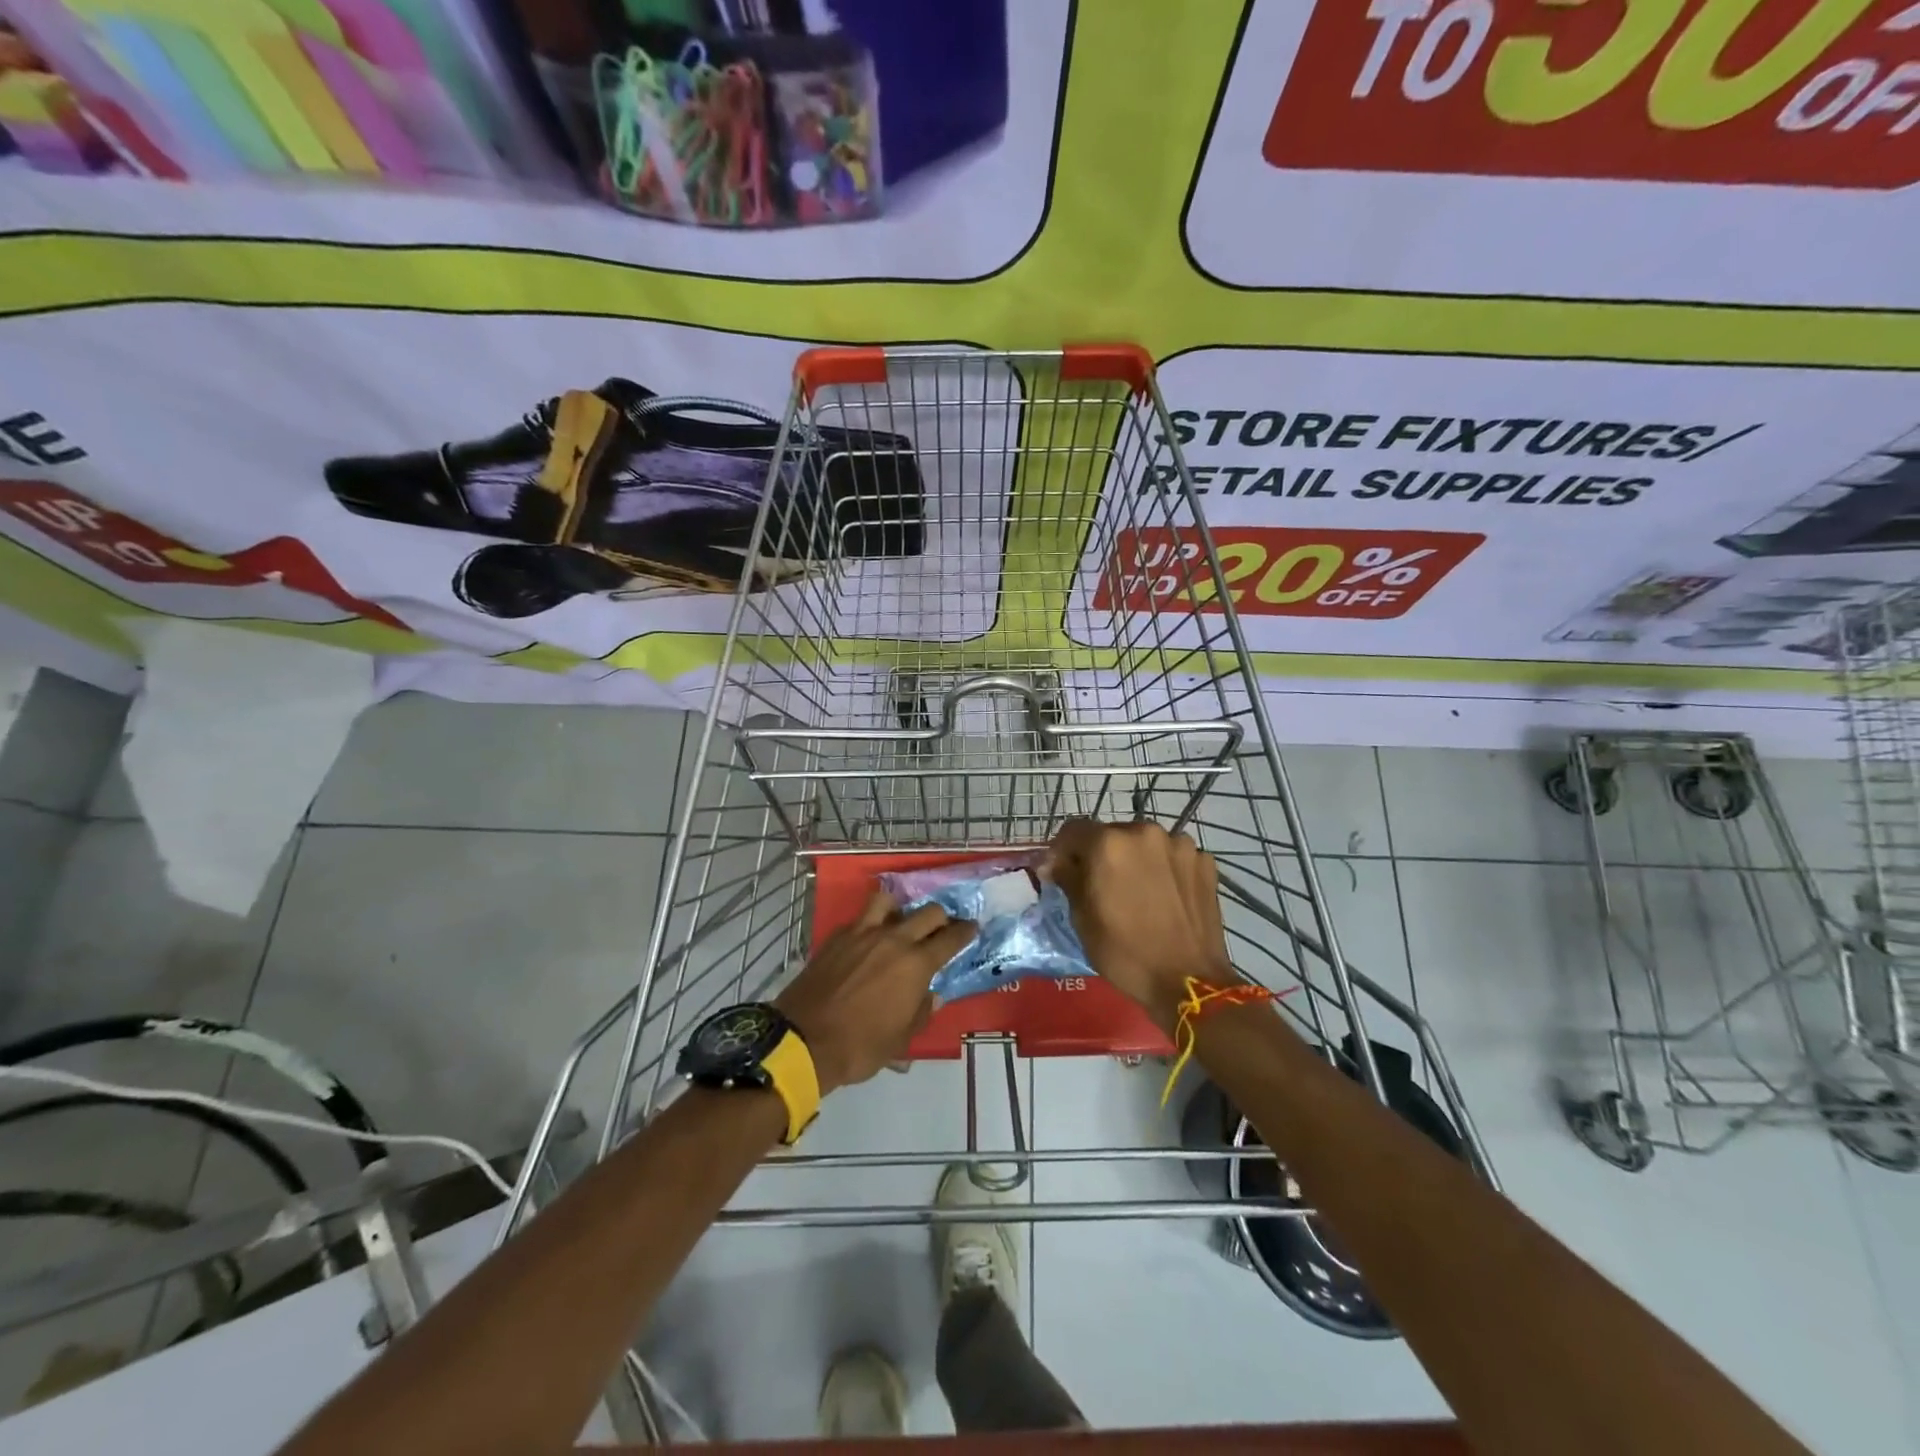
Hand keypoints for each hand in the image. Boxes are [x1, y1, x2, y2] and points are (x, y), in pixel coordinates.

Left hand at [774, 891, 975, 1095]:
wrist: (804, 1040)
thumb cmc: (860, 1046)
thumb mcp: (900, 1039)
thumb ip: (921, 1012)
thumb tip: (931, 996)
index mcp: (916, 964)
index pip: (950, 939)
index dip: (965, 932)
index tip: (971, 928)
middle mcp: (893, 940)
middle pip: (927, 913)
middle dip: (941, 918)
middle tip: (942, 928)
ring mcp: (863, 933)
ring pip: (889, 901)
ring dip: (901, 908)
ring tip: (901, 921)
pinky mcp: (838, 936)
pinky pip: (861, 919)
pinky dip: (871, 923)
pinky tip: (869, 939)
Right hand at [1047, 819, 1233, 1029]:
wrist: (1190, 981)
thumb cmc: (1125, 953)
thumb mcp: (1082, 918)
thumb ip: (1067, 878)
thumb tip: (1055, 863)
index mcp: (1108, 844)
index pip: (1073, 829)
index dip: (1062, 850)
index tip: (1062, 872)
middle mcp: (1144, 831)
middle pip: (1111, 834)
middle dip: (1101, 854)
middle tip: (1102, 886)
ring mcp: (1180, 844)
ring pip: (1144, 843)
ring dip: (1135, 859)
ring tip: (1138, 891)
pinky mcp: (1205, 861)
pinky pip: (1172, 856)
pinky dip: (1164, 869)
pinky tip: (1165, 897)